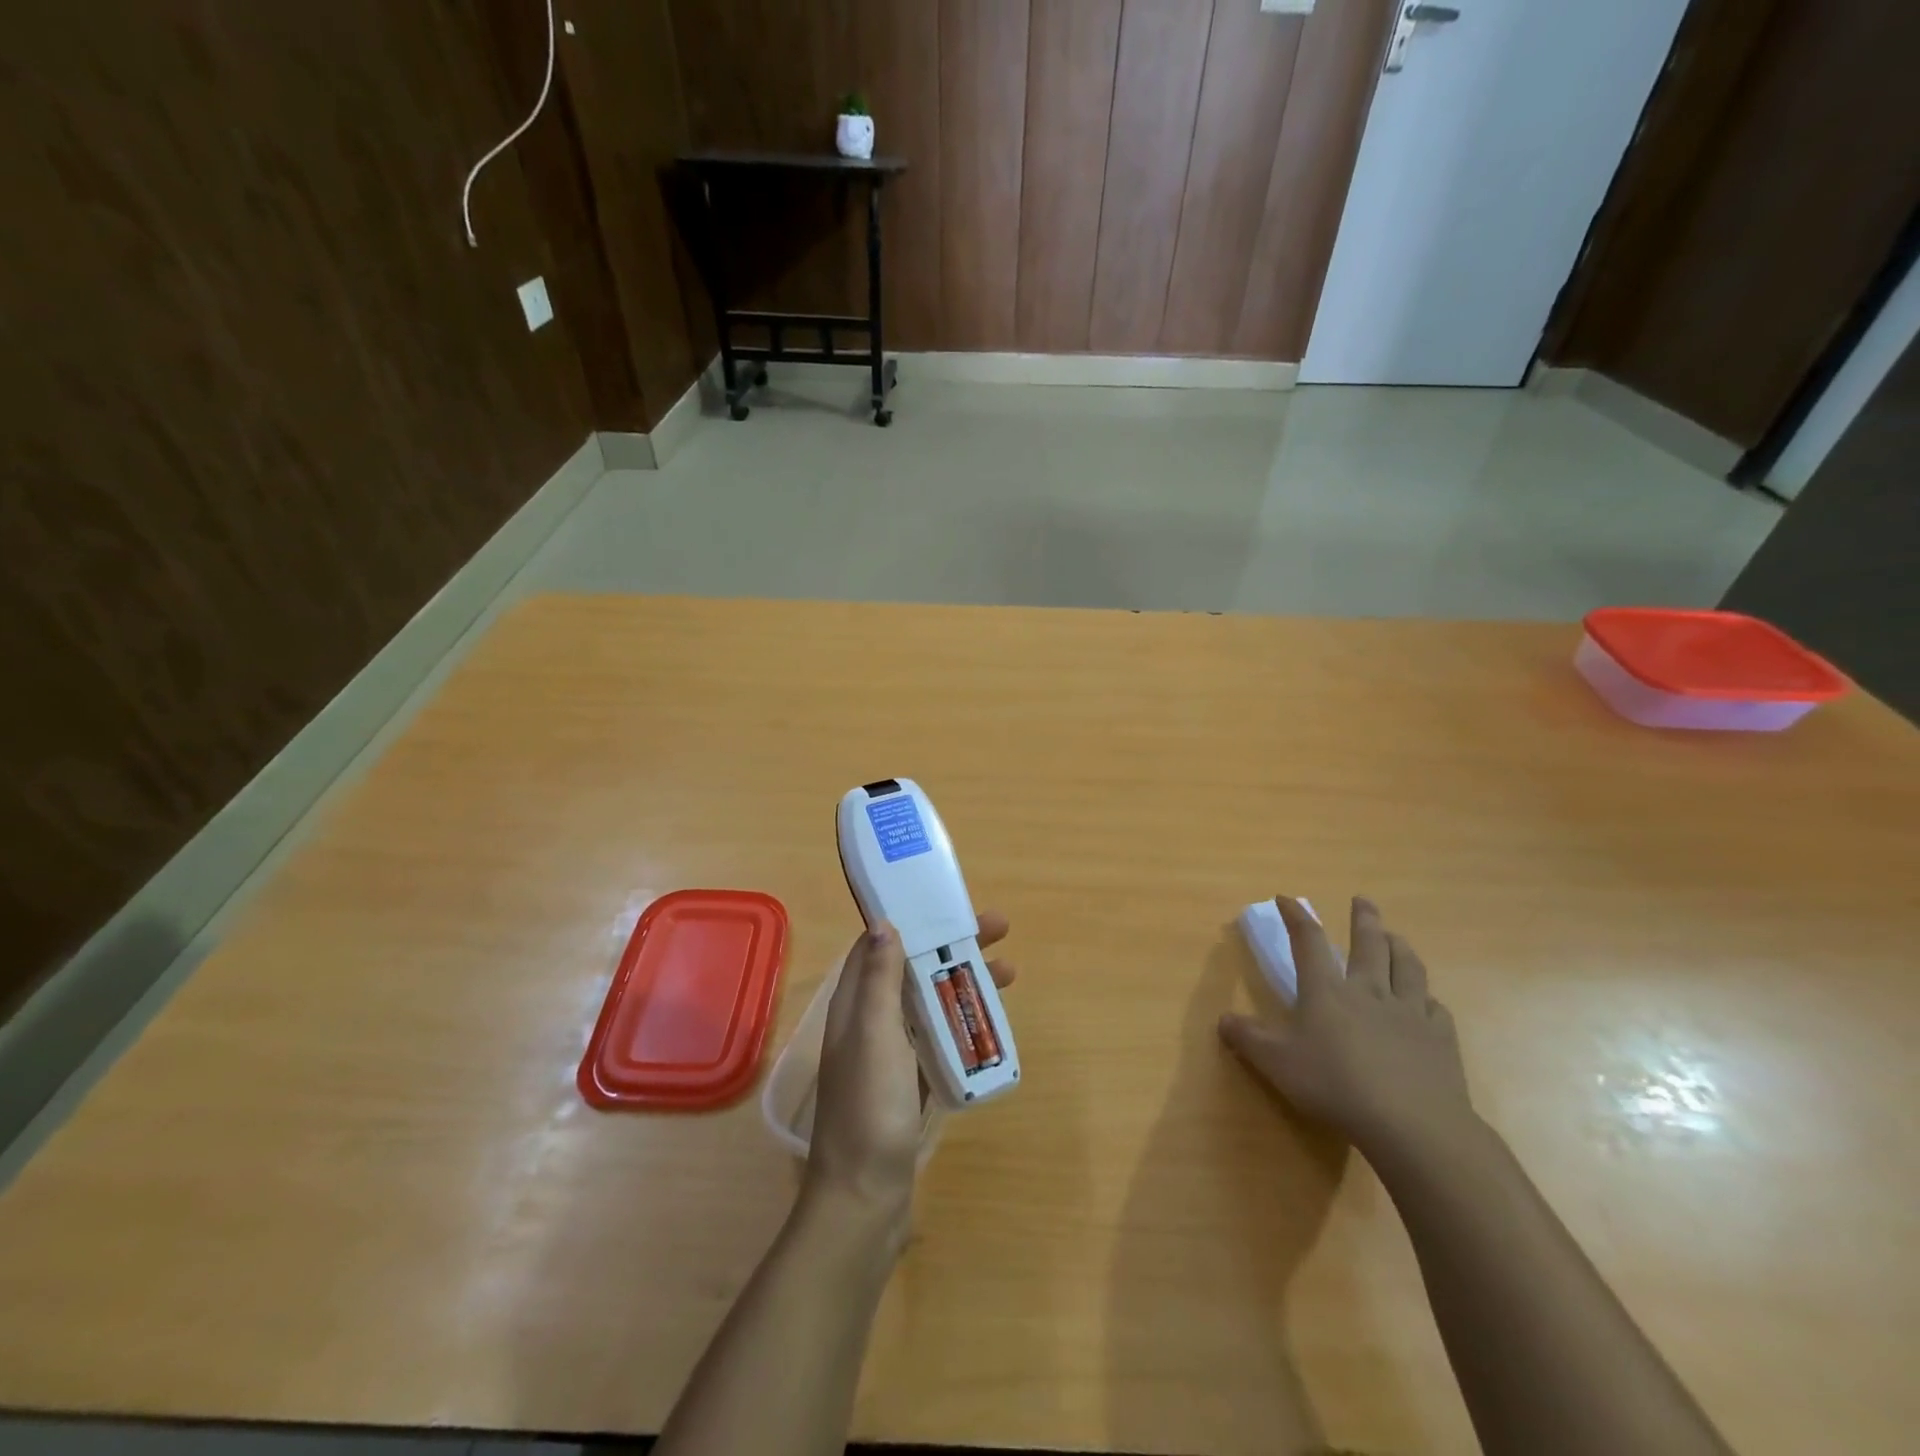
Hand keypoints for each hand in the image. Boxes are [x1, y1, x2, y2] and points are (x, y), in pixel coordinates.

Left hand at [804, 912, 1017, 1224]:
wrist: (864, 1200)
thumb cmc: (870, 1108)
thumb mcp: (874, 1035)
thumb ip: (878, 980)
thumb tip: (882, 923)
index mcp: (855, 1006)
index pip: (881, 947)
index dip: (914, 921)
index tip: (950, 906)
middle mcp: (869, 1024)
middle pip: (912, 971)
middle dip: (952, 947)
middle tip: (1000, 931)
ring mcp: (888, 1057)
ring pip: (928, 1004)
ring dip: (963, 982)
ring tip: (1010, 972)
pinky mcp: (906, 1085)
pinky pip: (937, 1040)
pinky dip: (961, 1023)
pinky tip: (988, 1024)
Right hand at [1218, 896, 1474, 1162]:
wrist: (1413, 1125)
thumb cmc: (1336, 1086)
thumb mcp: (1277, 1064)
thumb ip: (1248, 1039)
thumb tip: (1223, 1019)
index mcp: (1327, 991)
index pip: (1308, 941)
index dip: (1296, 917)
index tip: (1286, 898)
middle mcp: (1369, 991)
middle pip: (1369, 944)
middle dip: (1364, 919)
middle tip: (1363, 901)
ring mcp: (1409, 1012)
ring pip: (1407, 966)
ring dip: (1400, 946)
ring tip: (1396, 937)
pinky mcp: (1440, 1038)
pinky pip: (1434, 1007)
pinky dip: (1427, 997)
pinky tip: (1426, 1001)